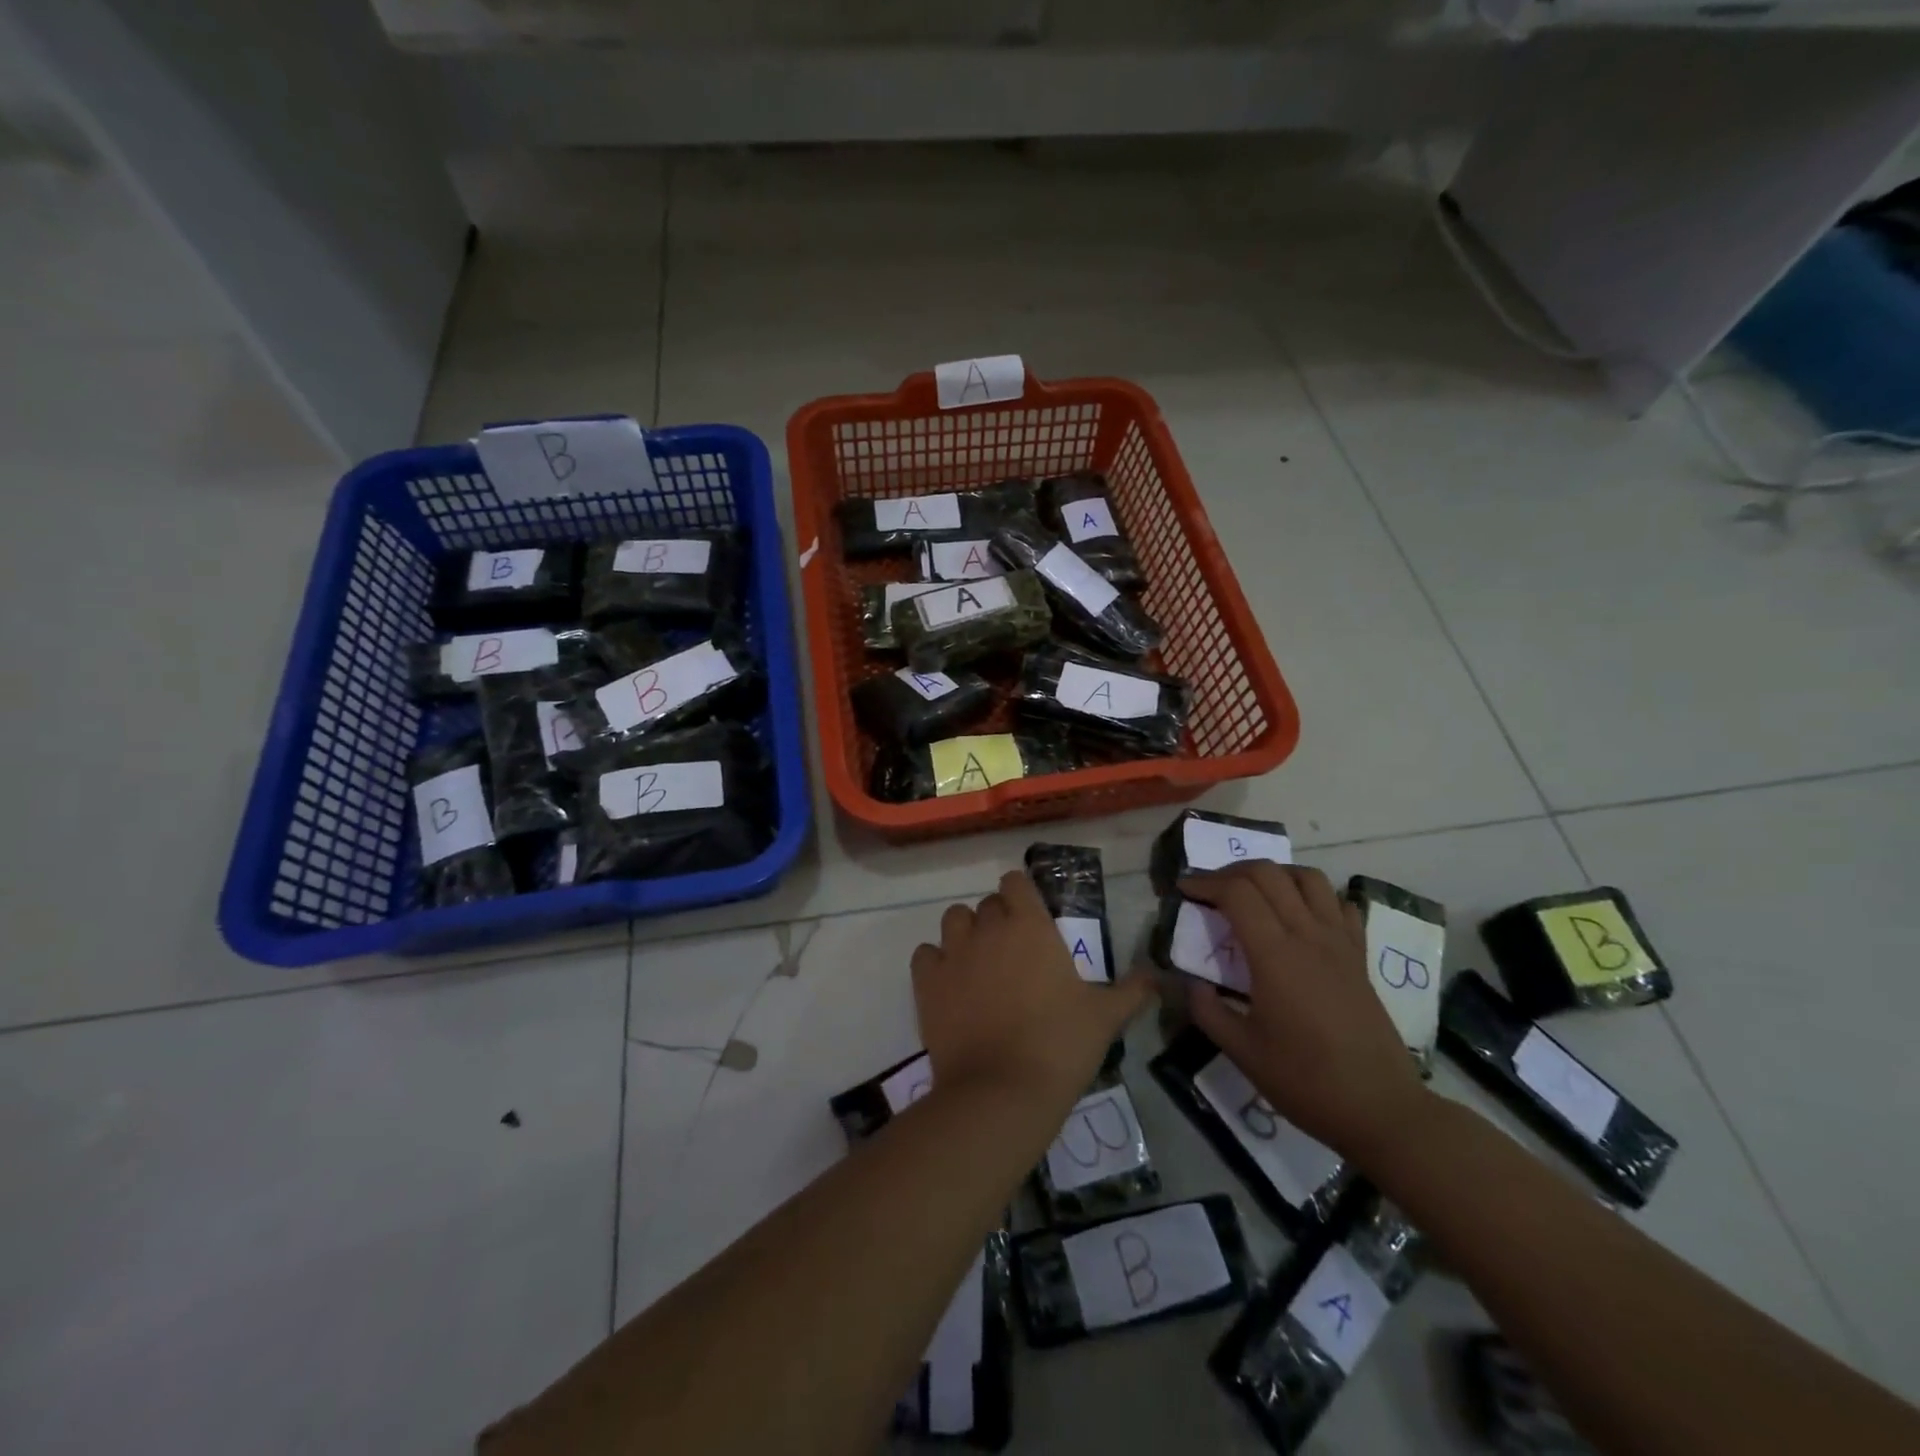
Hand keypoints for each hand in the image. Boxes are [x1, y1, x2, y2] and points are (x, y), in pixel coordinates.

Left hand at [912, 870, 1156, 1104]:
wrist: (1002, 1091)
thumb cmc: (1060, 1045)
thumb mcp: (1105, 1017)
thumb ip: (1133, 991)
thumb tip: (1159, 977)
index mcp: (1030, 926)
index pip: (1015, 881)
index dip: (1021, 894)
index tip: (1031, 917)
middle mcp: (989, 928)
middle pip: (987, 904)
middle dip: (998, 920)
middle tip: (1013, 953)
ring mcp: (953, 953)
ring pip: (953, 920)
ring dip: (965, 933)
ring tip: (979, 964)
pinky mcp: (927, 982)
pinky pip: (925, 954)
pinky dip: (935, 962)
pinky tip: (950, 984)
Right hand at [1182, 862, 1429, 1159]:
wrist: (1381, 1109)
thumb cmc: (1305, 1081)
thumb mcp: (1242, 1051)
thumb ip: (1207, 1010)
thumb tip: (1189, 982)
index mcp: (1275, 955)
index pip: (1237, 892)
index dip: (1204, 882)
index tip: (1183, 890)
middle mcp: (1308, 936)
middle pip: (1268, 874)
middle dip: (1231, 872)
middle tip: (1209, 890)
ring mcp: (1339, 942)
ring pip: (1307, 878)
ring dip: (1274, 874)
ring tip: (1253, 893)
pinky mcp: (1359, 956)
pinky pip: (1339, 905)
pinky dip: (1314, 896)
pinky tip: (1300, 915)